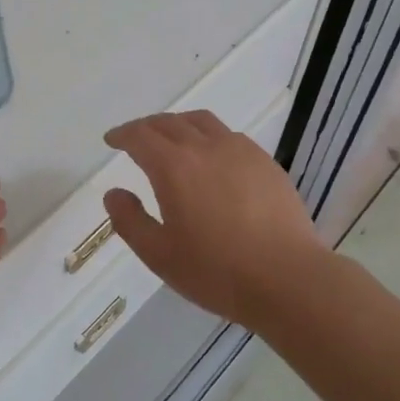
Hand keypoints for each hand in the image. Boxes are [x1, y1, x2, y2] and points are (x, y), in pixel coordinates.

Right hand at [102, 112, 323, 328]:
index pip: (140, 136)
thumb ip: (130, 221)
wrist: (287, 278)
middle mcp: (206, 147)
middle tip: (136, 139)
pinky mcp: (265, 163)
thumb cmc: (216, 271)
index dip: (122, 135)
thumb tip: (114, 193)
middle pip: (169, 122)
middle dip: (147, 127)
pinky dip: (209, 136)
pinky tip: (212, 158)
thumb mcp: (159, 255)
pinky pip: (229, 135)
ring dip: (179, 124)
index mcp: (174, 167)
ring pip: (202, 121)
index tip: (112, 140)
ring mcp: (240, 151)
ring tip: (173, 139)